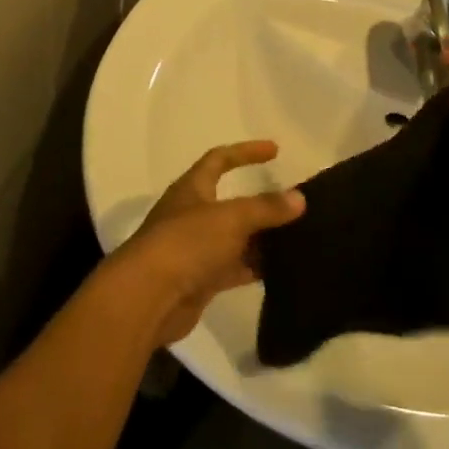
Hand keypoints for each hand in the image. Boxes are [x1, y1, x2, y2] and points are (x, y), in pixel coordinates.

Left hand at [105, 142, 305, 347]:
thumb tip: (300, 198)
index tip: (275, 150)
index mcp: (192, 189)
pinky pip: (235, 268)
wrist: (148, 298)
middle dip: (262, 203)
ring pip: (236, 238)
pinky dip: (256, 267)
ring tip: (299, 237)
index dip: (246, 151)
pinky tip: (284, 269)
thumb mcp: (231, 218)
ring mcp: (196, 250)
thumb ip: (266, 208)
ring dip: (262, 238)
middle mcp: (192, 215)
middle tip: (296, 205)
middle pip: (232, 203)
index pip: (219, 159)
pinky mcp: (202, 281)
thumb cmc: (186, 243)